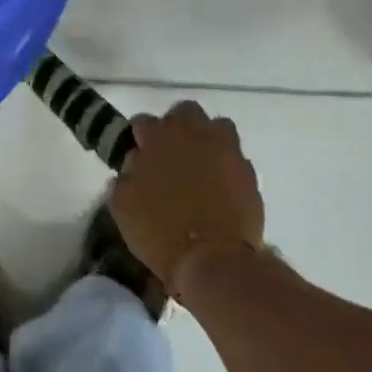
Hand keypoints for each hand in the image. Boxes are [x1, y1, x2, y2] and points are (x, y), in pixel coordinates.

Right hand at [108, 101, 264, 299]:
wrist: (212, 259)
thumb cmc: (159, 233)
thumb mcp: (123, 207)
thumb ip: (125, 177)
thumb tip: (134, 164)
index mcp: (159, 138)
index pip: (143, 122)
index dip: (139, 137)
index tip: (138, 152)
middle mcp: (195, 134)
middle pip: (185, 112)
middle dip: (176, 126)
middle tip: (170, 152)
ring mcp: (226, 150)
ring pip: (218, 127)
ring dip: (207, 139)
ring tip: (199, 165)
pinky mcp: (248, 171)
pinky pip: (235, 158)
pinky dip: (226, 166)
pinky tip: (219, 188)